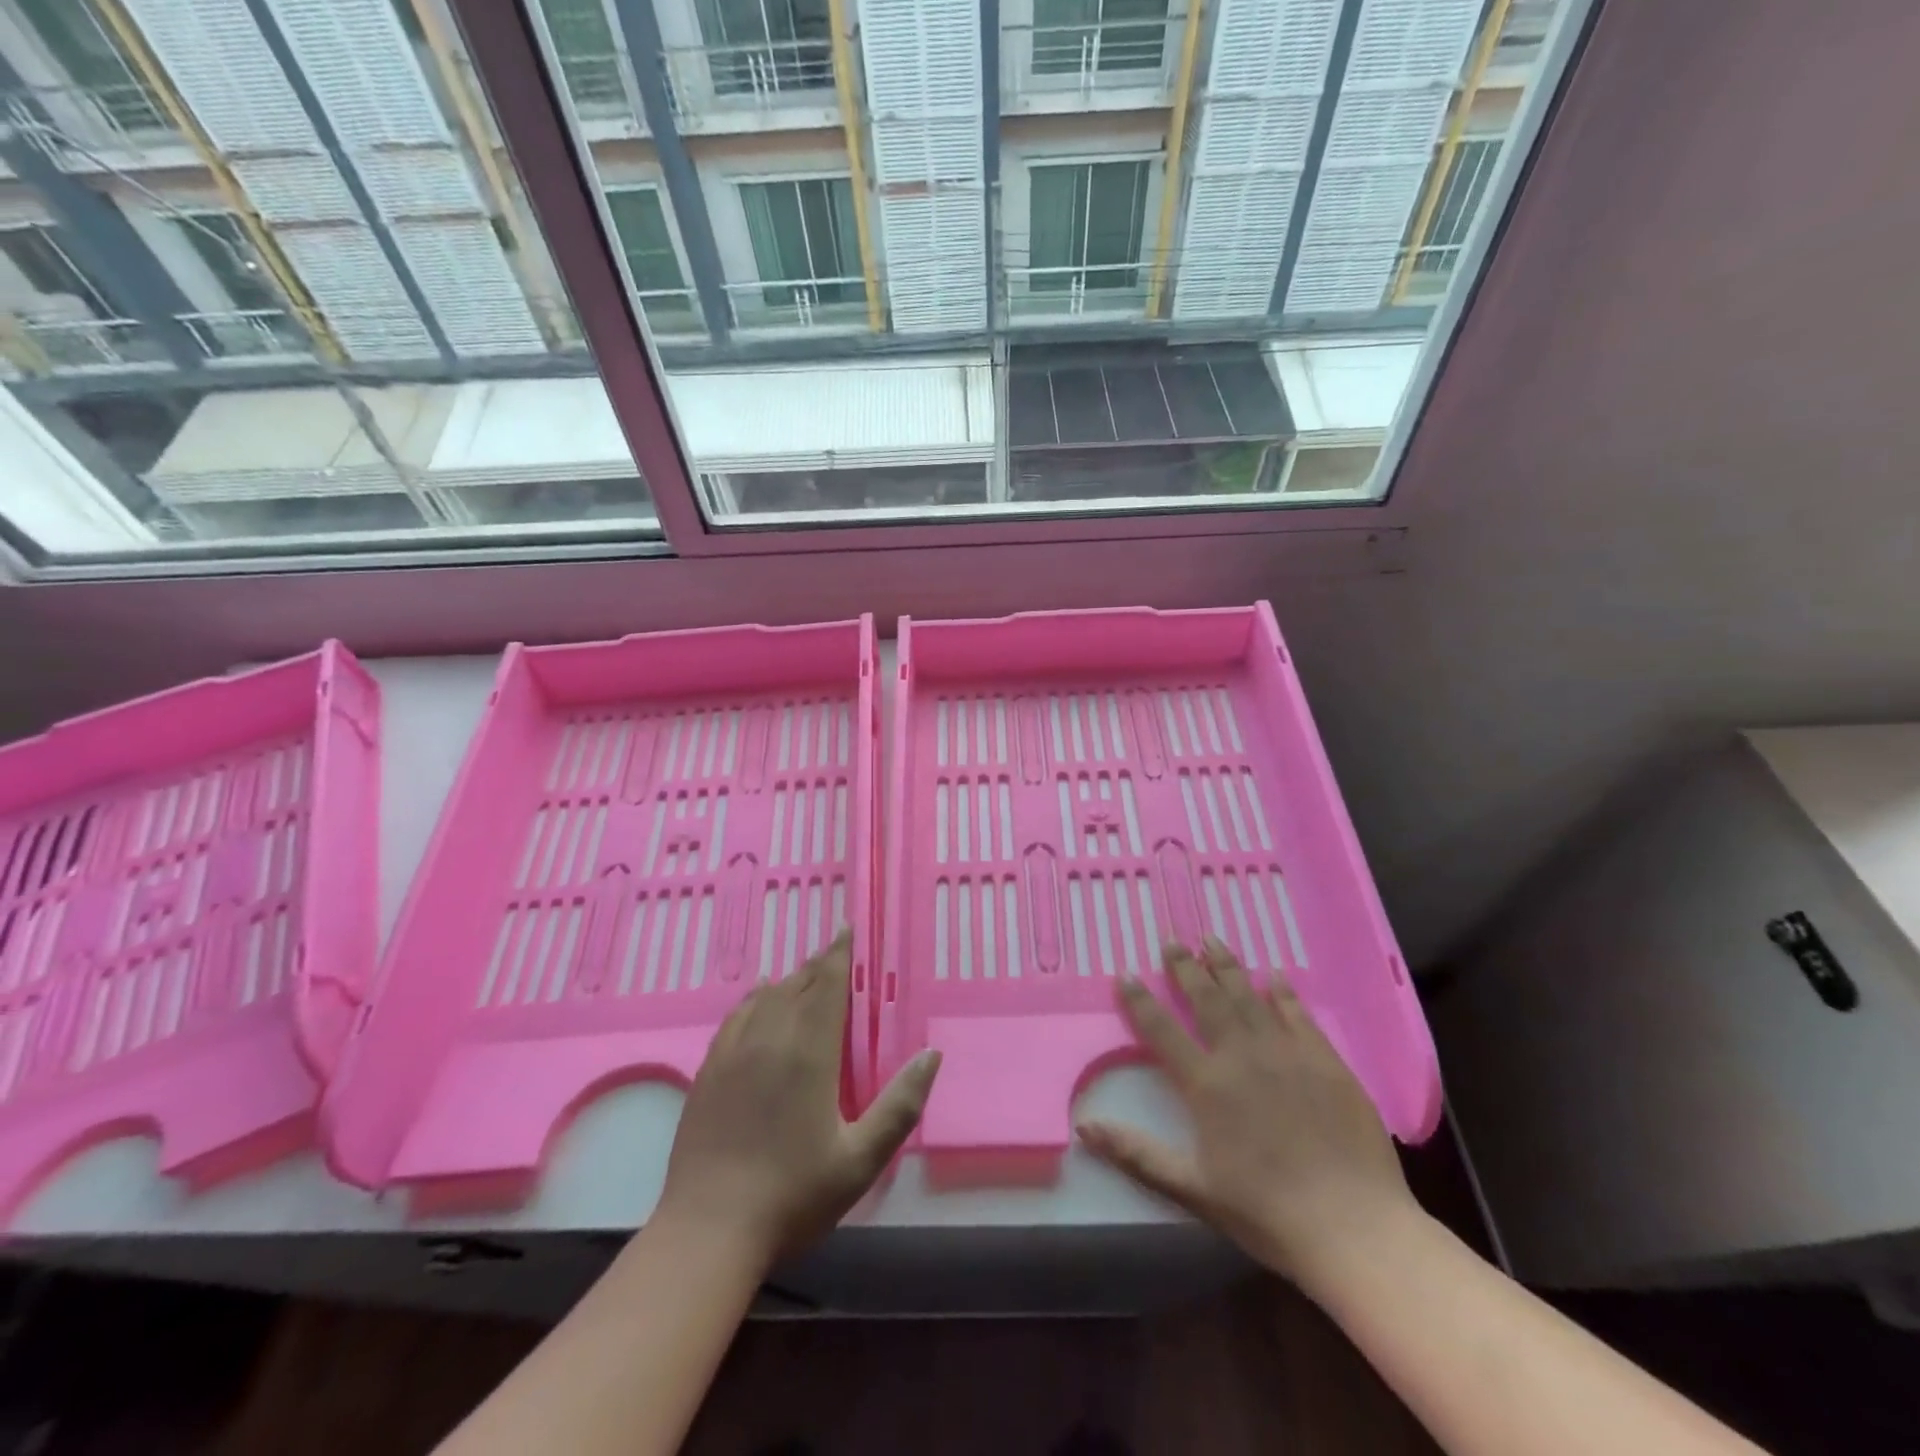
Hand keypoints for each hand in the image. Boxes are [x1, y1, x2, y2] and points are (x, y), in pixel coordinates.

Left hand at [655, 929, 941, 1266]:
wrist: (708, 1231)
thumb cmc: (793, 1195)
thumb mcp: (861, 1159)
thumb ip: (900, 1105)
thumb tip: (931, 1054)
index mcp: (809, 1052)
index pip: (828, 984)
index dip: (840, 953)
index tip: (848, 929)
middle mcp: (770, 1038)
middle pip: (798, 983)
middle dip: (820, 963)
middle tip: (837, 950)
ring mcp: (734, 1052)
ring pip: (767, 995)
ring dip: (791, 978)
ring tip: (807, 971)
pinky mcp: (709, 1070)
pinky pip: (737, 1015)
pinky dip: (754, 997)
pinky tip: (758, 996)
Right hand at [1077, 937, 1418, 1290]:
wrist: (1353, 1227)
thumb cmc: (1266, 1212)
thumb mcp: (1192, 1190)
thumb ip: (1137, 1154)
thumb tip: (1084, 1128)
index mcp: (1206, 1084)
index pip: (1161, 1030)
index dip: (1140, 1001)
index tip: (1125, 974)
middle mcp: (1241, 1056)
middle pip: (1206, 999)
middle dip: (1185, 967)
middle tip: (1172, 940)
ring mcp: (1286, 1053)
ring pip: (1248, 996)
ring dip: (1227, 966)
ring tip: (1211, 939)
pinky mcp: (1325, 1060)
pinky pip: (1297, 1014)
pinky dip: (1282, 992)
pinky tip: (1273, 975)